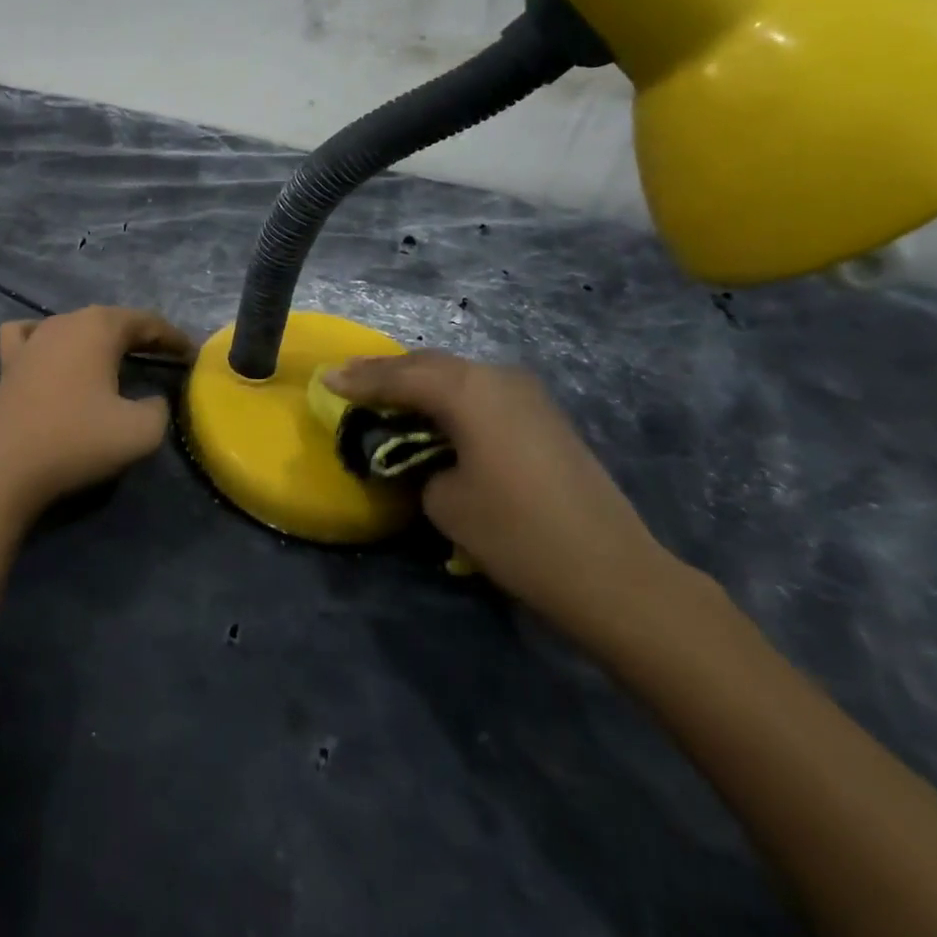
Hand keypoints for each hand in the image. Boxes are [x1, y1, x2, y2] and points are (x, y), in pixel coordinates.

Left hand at [0, 306, 193, 526]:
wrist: (4, 468)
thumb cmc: (76, 441)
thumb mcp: (141, 431)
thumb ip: (160, 408)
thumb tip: (154, 400)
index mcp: (100, 327)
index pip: (148, 322)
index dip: (174, 338)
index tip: (192, 355)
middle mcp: (65, 321)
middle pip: (112, 320)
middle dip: (141, 337)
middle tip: (164, 358)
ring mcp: (32, 339)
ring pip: (75, 326)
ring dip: (100, 339)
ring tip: (117, 360)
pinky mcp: (9, 362)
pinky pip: (32, 336)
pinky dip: (51, 340)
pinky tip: (54, 353)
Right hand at [326, 352, 680, 641]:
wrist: (610, 571)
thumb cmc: (516, 534)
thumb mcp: (445, 501)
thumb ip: (420, 464)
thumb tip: (426, 456)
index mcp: (468, 392)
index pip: (400, 377)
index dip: (360, 380)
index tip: (326, 379)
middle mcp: (497, 378)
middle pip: (429, 365)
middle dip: (386, 372)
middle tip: (348, 378)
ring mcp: (526, 394)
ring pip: (457, 374)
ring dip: (419, 381)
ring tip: (384, 390)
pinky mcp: (542, 415)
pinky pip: (480, 391)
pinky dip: (449, 395)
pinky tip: (432, 409)